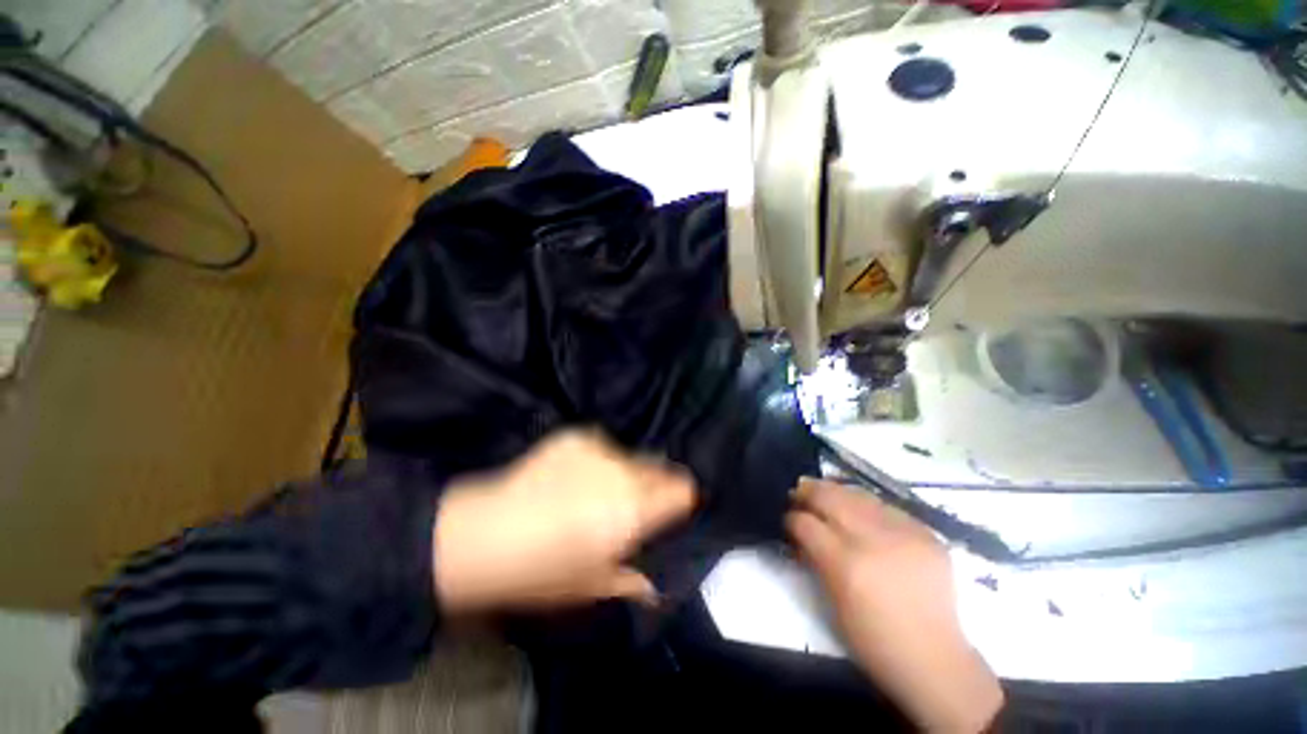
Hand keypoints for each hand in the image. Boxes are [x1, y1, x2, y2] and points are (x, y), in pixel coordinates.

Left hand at [433, 430, 695, 612]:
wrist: (487, 534)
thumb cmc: (544, 571)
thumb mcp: (592, 585)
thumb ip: (630, 580)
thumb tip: (654, 586)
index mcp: (637, 509)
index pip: (681, 489)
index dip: (680, 496)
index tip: (672, 505)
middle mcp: (625, 473)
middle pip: (657, 468)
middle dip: (651, 483)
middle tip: (628, 500)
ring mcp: (600, 450)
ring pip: (627, 456)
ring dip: (621, 471)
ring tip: (595, 487)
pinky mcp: (576, 437)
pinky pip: (599, 446)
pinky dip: (595, 459)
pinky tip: (572, 474)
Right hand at [788, 478, 1002, 732]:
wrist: (934, 659)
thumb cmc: (873, 641)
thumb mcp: (832, 602)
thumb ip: (815, 558)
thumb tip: (800, 530)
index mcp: (846, 564)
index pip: (807, 523)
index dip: (792, 517)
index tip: (787, 517)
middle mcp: (874, 541)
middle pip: (831, 497)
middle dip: (809, 491)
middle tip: (799, 491)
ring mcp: (904, 534)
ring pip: (859, 495)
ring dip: (836, 491)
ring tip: (826, 492)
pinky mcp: (927, 534)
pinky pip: (888, 507)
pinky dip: (867, 505)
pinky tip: (861, 510)